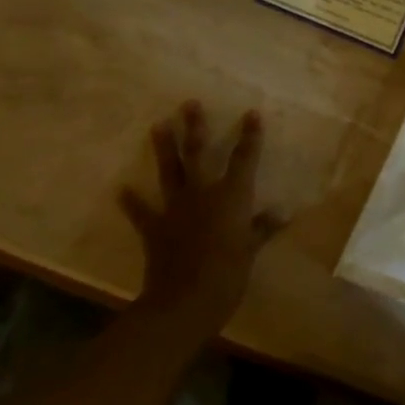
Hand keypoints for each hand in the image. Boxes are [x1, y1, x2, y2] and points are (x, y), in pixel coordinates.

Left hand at [120, 102, 282, 342]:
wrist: (185, 301)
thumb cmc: (228, 274)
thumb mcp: (252, 250)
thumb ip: (264, 228)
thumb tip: (283, 212)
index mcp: (231, 196)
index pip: (244, 159)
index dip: (250, 136)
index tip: (251, 113)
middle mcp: (202, 194)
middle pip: (198, 154)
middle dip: (195, 127)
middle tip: (189, 103)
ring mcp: (175, 209)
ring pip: (170, 172)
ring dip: (163, 149)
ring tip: (158, 125)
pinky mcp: (155, 229)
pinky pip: (142, 212)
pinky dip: (132, 201)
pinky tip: (122, 189)